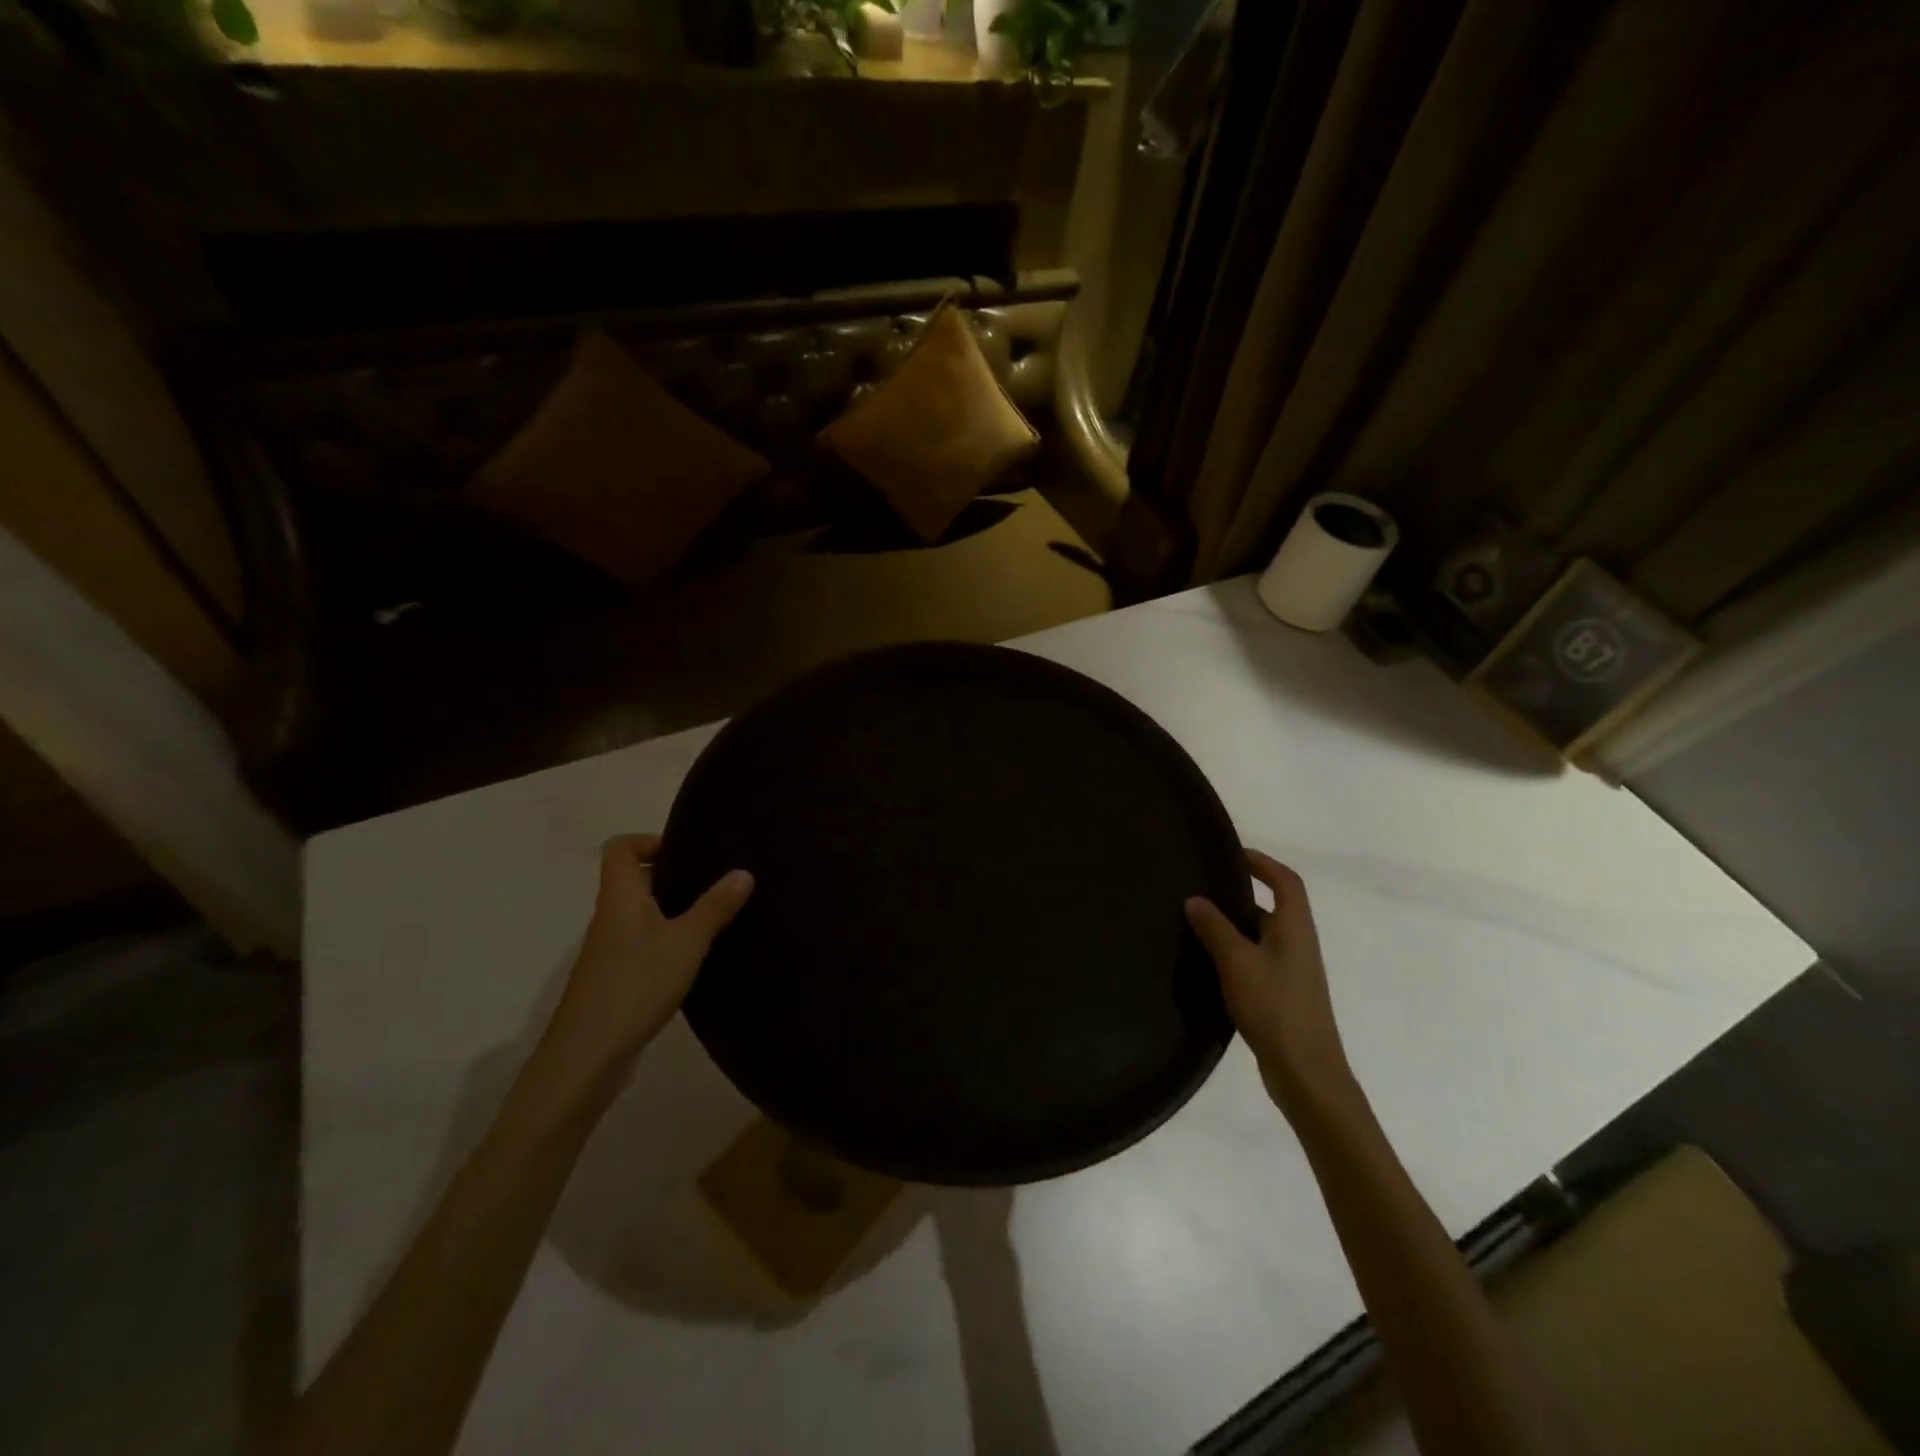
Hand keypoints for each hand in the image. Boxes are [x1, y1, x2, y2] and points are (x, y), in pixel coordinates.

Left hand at [529, 834, 751, 1113]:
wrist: (587, 1056)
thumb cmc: (636, 984)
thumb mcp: (687, 941)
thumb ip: (715, 906)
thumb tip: (743, 871)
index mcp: (620, 897)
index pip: (620, 848)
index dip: (649, 841)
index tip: (687, 851)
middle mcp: (609, 917)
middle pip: (632, 880)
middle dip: (670, 875)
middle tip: (711, 881)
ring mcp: (608, 951)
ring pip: (639, 914)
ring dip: (671, 910)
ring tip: (712, 915)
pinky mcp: (614, 980)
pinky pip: (641, 944)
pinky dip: (666, 941)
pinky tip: (694, 957)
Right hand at [1185, 850, 1360, 1121]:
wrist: (1306, 1072)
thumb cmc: (1275, 1007)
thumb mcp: (1237, 962)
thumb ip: (1215, 928)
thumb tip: (1195, 899)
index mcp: (1295, 928)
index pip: (1286, 881)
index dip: (1263, 863)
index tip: (1232, 854)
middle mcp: (1298, 944)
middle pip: (1275, 906)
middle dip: (1242, 893)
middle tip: (1204, 887)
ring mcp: (1293, 972)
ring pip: (1263, 935)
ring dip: (1236, 924)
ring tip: (1198, 921)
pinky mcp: (1283, 995)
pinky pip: (1258, 959)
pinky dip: (1236, 952)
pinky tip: (1209, 962)